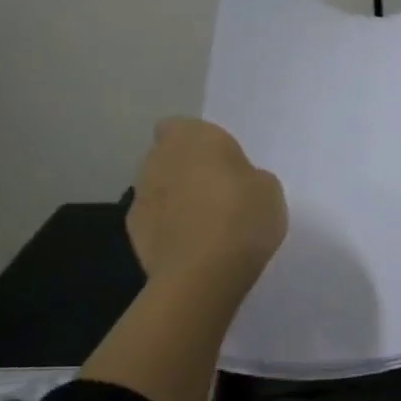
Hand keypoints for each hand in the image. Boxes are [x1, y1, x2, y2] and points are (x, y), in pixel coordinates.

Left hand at [128, 119, 286, 296]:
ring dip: (174, 201)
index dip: (199, 145)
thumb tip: (235, 184)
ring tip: (203, 228)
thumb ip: (247, 177)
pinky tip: (188, 249)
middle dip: (185, 171)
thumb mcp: (267, 189)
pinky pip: (154, 221)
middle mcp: (158, 157)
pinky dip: (166, 230)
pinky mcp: (132, 230)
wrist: (201, 273)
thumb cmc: (241, 217)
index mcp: (192, 136)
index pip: (183, 127)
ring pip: (158, 189)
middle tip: (215, 196)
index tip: (221, 166)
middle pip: (168, 158)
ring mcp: (140, 194)